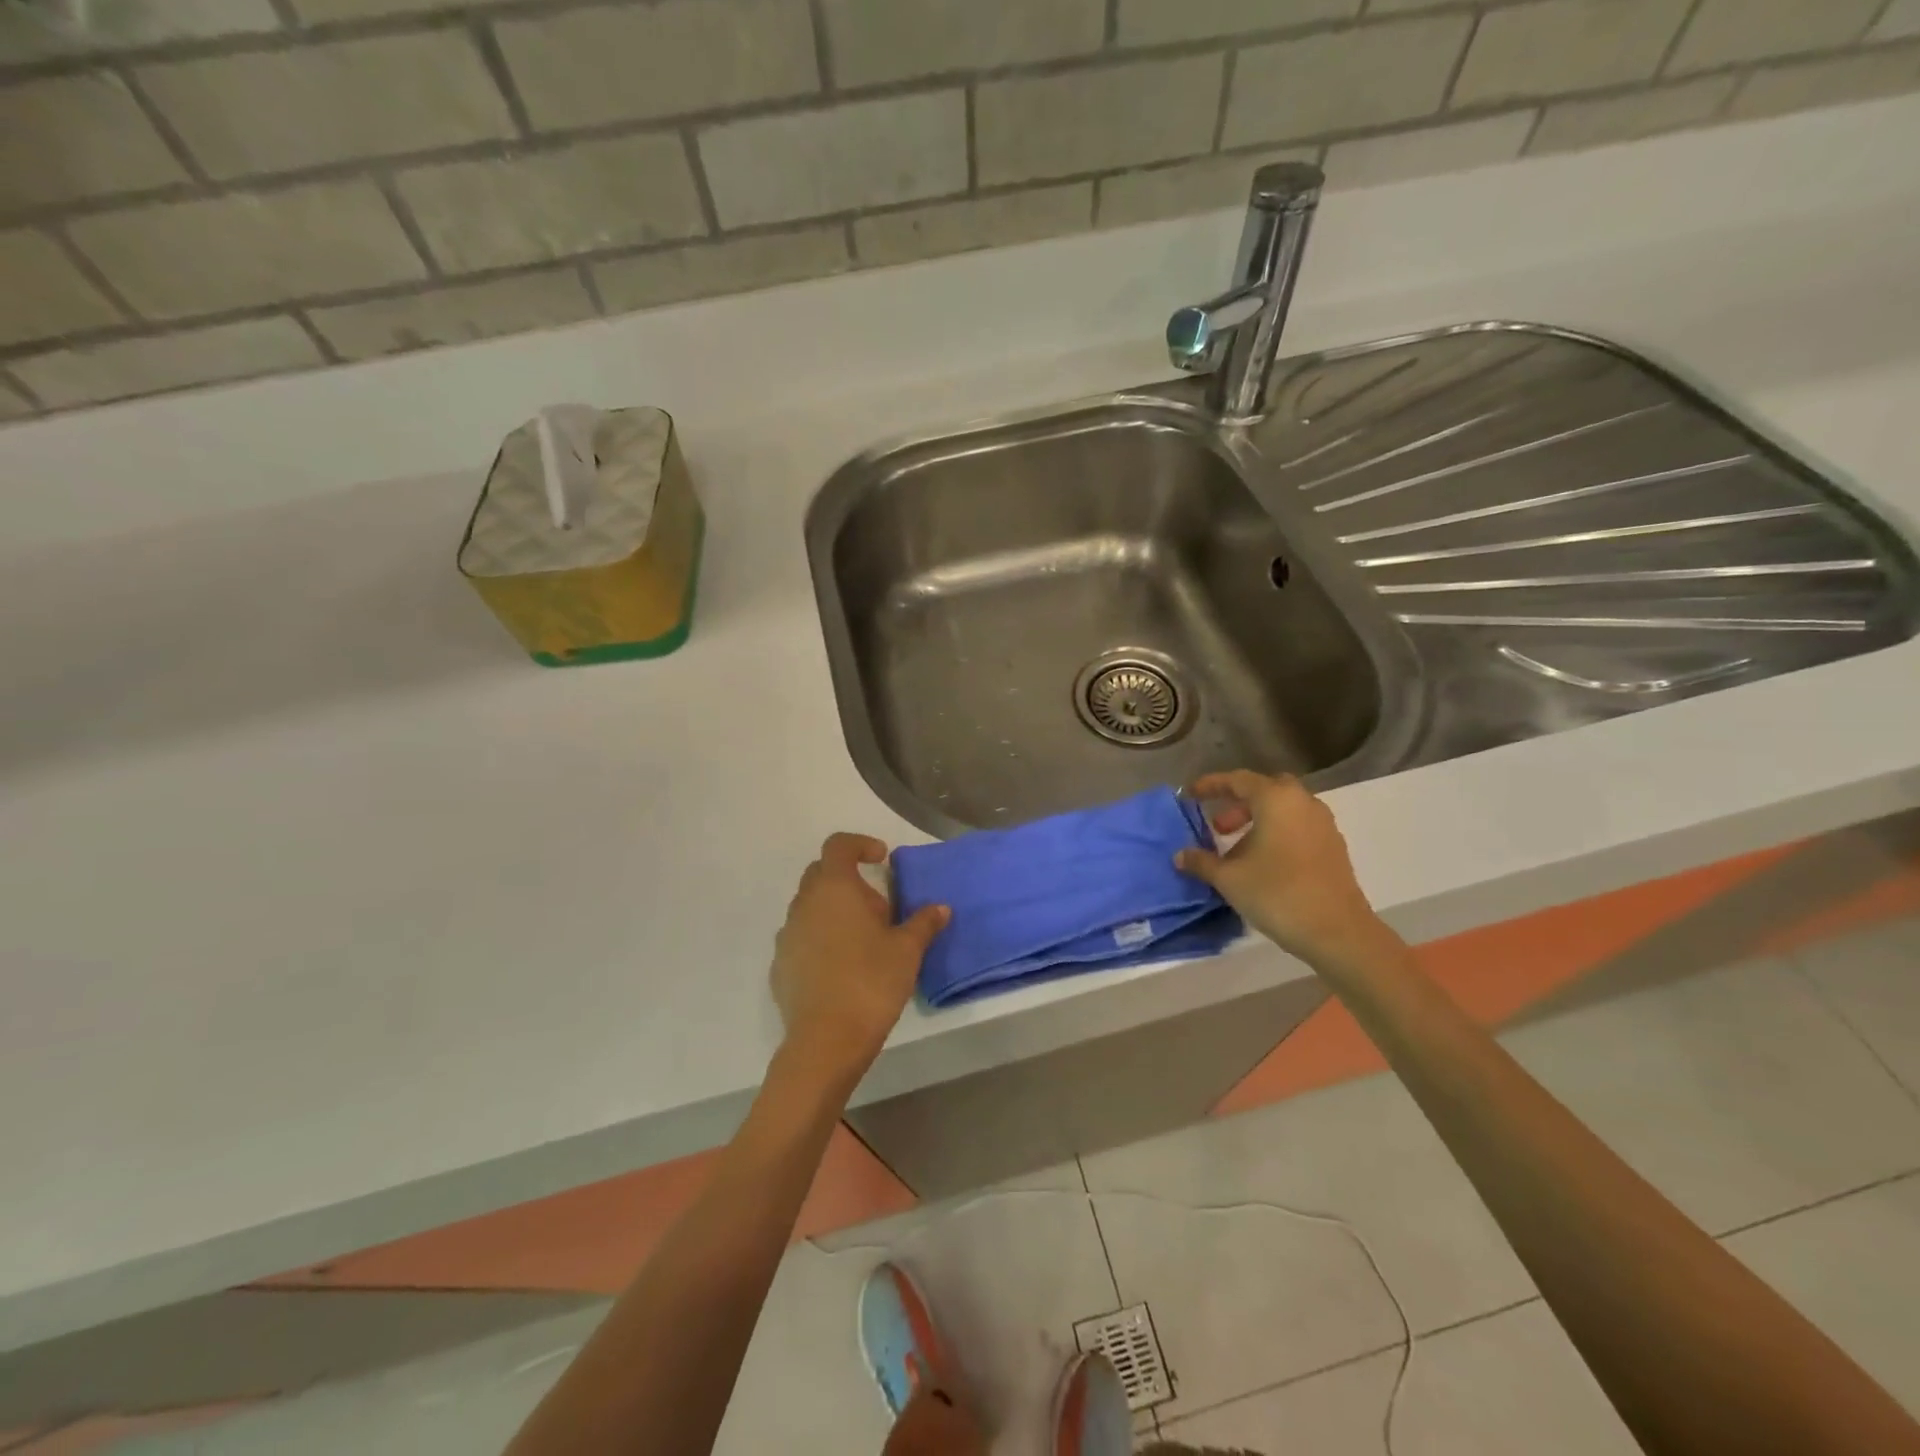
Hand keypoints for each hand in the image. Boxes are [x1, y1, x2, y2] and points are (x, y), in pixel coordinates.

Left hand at [771, 834, 949, 1085]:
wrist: (826, 1040)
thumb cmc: (871, 982)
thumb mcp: (907, 950)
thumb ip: (923, 923)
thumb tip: (940, 908)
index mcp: (834, 888)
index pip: (838, 845)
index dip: (860, 844)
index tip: (881, 860)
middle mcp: (804, 904)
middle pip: (821, 873)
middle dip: (848, 879)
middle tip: (877, 906)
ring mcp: (787, 935)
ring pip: (809, 906)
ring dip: (834, 910)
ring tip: (862, 939)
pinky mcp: (780, 965)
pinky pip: (801, 938)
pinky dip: (820, 939)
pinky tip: (841, 966)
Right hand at [1174, 770, 1390, 971]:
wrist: (1338, 932)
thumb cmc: (1277, 894)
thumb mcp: (1229, 879)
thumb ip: (1202, 861)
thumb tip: (1181, 855)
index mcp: (1276, 799)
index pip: (1238, 780)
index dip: (1211, 785)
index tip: (1190, 795)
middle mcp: (1303, 803)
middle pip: (1265, 790)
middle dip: (1238, 803)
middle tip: (1217, 825)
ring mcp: (1323, 825)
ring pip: (1283, 810)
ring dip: (1257, 822)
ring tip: (1235, 849)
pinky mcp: (1333, 847)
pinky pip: (1297, 828)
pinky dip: (1276, 834)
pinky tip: (1262, 863)